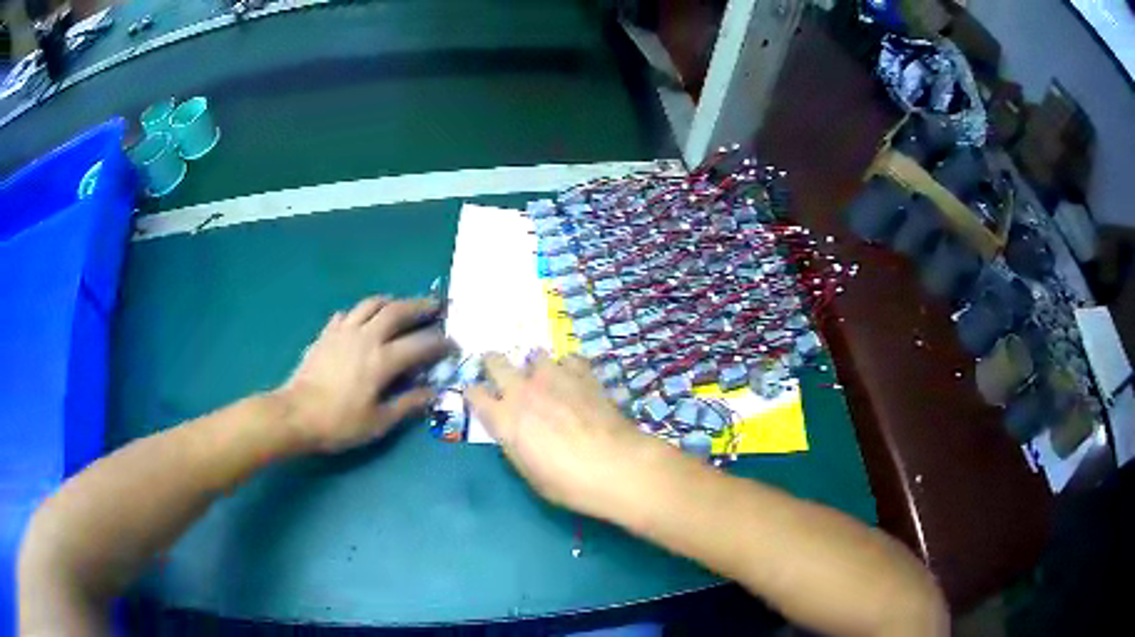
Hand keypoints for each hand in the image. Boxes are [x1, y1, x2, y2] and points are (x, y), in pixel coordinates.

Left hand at [274, 296, 449, 453]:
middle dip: (421, 307)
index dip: (440, 343)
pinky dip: (361, 312)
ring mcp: (343, 331)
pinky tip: (362, 321)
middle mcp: (366, 337)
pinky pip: (348, 313)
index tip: (453, 344)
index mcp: (382, 360)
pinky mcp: (326, 333)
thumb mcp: (378, 422)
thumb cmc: (339, 422)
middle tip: (436, 307)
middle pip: (397, 311)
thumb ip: (407, 404)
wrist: (296, 414)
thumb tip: (433, 393)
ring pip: (372, 304)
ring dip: (391, 302)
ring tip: (401, 305)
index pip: (420, 344)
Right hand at [467, 351, 668, 519]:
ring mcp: (554, 378)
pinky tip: (576, 378)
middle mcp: (522, 391)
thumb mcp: (530, 472)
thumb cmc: (568, 482)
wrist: (615, 465)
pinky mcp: (583, 374)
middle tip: (498, 370)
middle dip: (493, 363)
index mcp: (504, 419)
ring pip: (535, 355)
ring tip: (544, 377)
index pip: (475, 395)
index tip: (476, 395)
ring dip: (535, 365)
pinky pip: (570, 359)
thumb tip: (514, 433)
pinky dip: (569, 366)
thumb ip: (516, 445)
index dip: (473, 393)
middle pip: (495, 362)